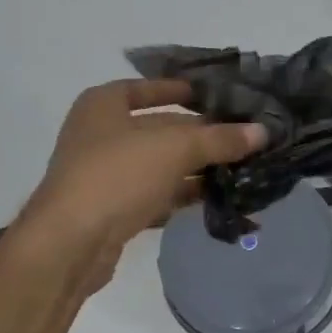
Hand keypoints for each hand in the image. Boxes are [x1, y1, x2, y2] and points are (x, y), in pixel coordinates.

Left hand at [14, 78, 266, 298]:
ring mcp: (104, 174)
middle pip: (160, 128)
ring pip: (160, 164)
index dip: (183, 90)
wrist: (68, 244)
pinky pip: (155, 194)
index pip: (149, 87)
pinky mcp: (112, 210)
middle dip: (201, 135)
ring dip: (196, 168)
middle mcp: (100, 134)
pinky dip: (182, 195)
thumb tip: (263, 132)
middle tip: (244, 137)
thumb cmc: (117, 176)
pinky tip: (216, 198)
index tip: (218, 97)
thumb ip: (219, 139)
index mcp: (103, 104)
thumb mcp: (174, 148)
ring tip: (241, 168)